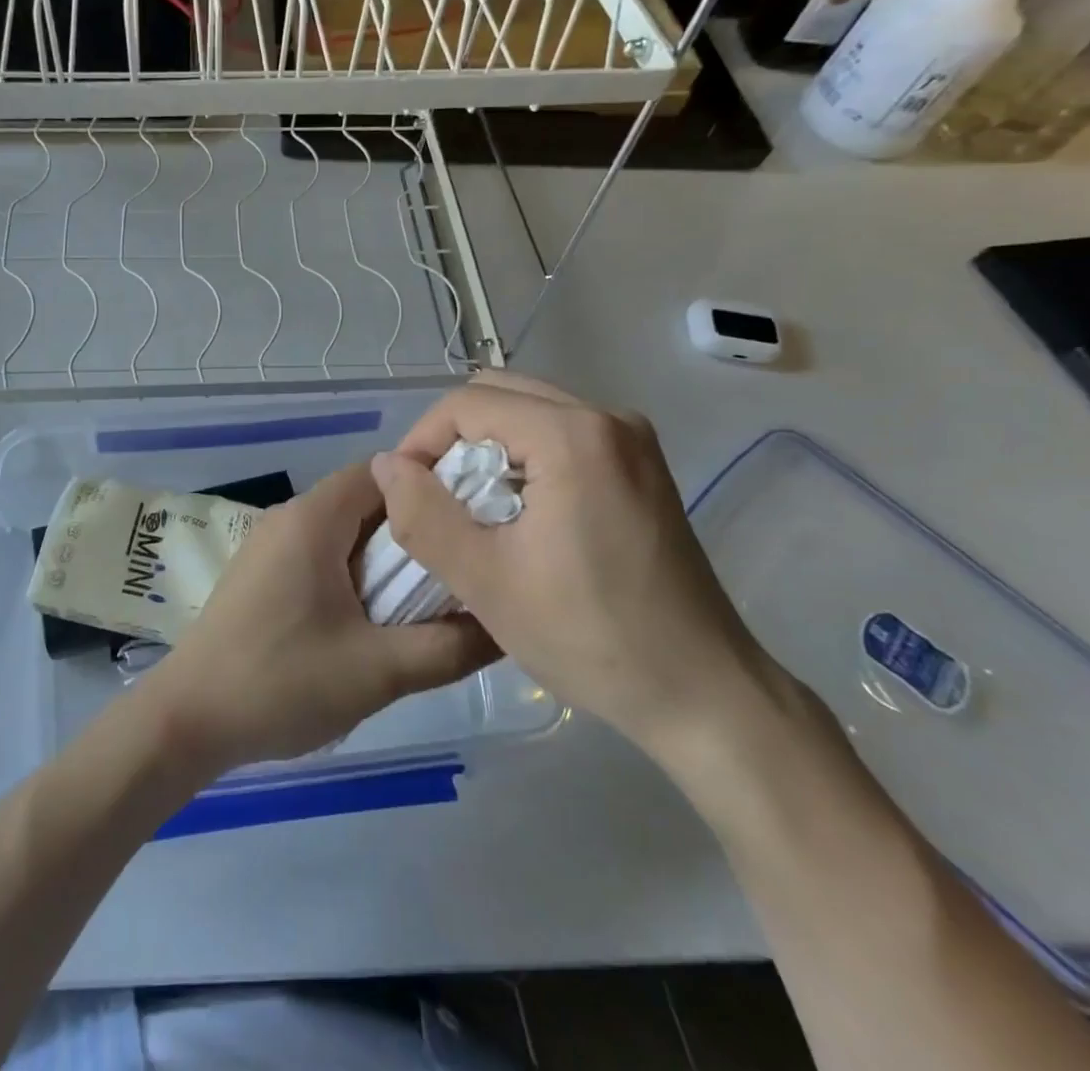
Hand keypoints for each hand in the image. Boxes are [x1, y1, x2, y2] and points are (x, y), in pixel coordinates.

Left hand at [141, 463, 499, 774]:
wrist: (187, 720)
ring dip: (384, 557)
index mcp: (314, 518)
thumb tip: (505, 624)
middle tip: (460, 567)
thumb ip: (449, 646)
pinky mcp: (261, 574)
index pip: (384, 471)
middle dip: (413, 529)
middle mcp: (290, 517)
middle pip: (366, 499)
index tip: (472, 522)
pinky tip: (374, 618)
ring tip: (427, 598)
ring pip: (344, 531)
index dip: (432, 488)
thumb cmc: (281, 682)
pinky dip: (354, 573)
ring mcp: (270, 545)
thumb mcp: (378, 670)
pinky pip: (320, 554)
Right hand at [369, 373, 769, 758]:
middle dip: (453, 440)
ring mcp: (632, 439)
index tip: (406, 495)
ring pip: (530, 412)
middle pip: (500, 395)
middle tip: (436, 500)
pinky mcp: (642, 466)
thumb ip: (423, 515)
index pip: (467, 403)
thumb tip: (386, 466)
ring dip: (488, 449)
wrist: (704, 694)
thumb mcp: (485, 581)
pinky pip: (562, 434)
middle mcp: (608, 418)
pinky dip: (524, 458)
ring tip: (472, 510)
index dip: (422, 441)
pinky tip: (520, 515)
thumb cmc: (590, 637)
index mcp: (573, 435)